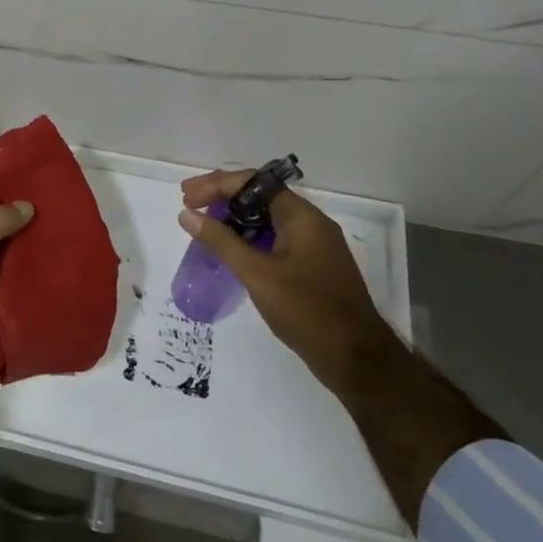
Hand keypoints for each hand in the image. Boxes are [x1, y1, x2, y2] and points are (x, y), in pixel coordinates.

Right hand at [178, 169, 391, 391]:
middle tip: (189, 206)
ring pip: (267, 218)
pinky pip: (275, 238)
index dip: (216, 185)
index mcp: (302, 217)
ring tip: (204, 227)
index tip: (186, 197)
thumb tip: (187, 215)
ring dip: (234, 218)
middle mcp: (310, 223)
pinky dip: (249, 237)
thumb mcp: (257, 274)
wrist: (356, 358)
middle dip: (222, 197)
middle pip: (260, 196)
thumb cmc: (306, 310)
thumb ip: (221, 241)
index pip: (253, 183)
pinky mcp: (312, 266)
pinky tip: (231, 251)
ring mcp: (314, 245)